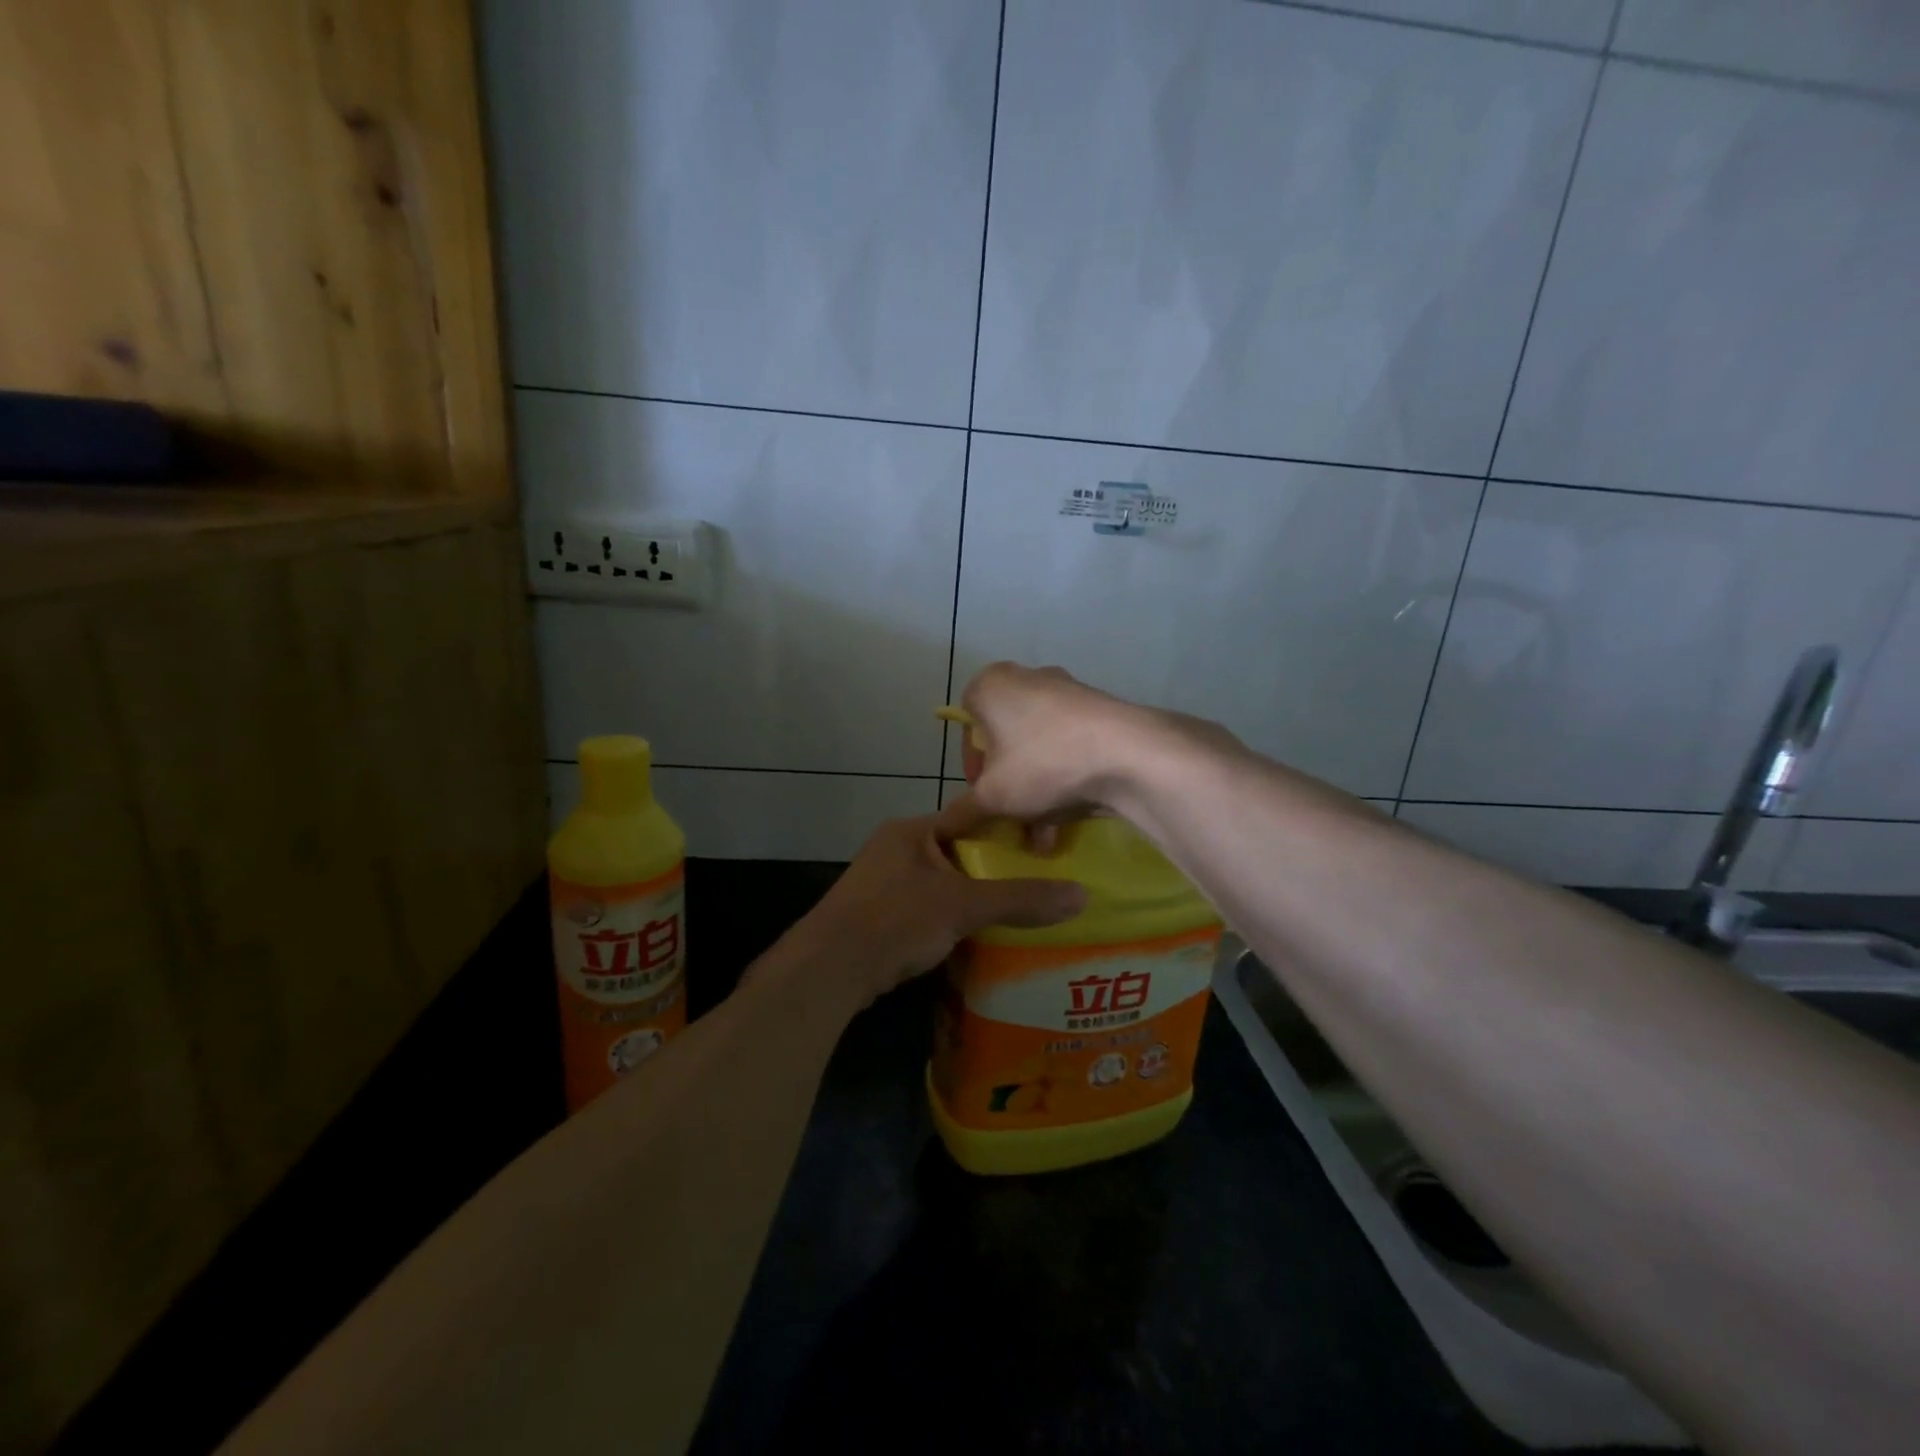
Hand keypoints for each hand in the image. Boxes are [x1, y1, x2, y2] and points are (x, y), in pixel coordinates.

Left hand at [786, 797, 1086, 1008]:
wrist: (830, 968)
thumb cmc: (896, 920)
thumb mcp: (964, 906)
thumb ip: (1020, 899)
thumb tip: (1082, 895)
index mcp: (913, 830)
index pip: (970, 817)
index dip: (1007, 829)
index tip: (1044, 845)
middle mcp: (896, 848)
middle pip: (958, 852)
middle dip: (993, 869)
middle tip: (1038, 883)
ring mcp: (883, 882)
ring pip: (942, 883)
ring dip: (971, 897)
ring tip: (1017, 911)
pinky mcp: (878, 914)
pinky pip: (925, 908)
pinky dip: (949, 919)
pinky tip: (975, 937)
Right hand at [956, 662, 1146, 821]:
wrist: (1129, 754)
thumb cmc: (1042, 764)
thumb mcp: (993, 797)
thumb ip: (962, 813)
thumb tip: (940, 832)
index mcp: (991, 685)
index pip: (966, 726)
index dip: (972, 768)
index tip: (984, 795)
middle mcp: (1027, 678)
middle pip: (1006, 739)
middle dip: (1008, 784)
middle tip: (1014, 815)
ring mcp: (1068, 691)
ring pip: (1039, 747)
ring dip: (1036, 791)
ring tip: (1044, 834)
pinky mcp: (1100, 709)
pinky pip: (1069, 746)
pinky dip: (1064, 778)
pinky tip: (1070, 817)